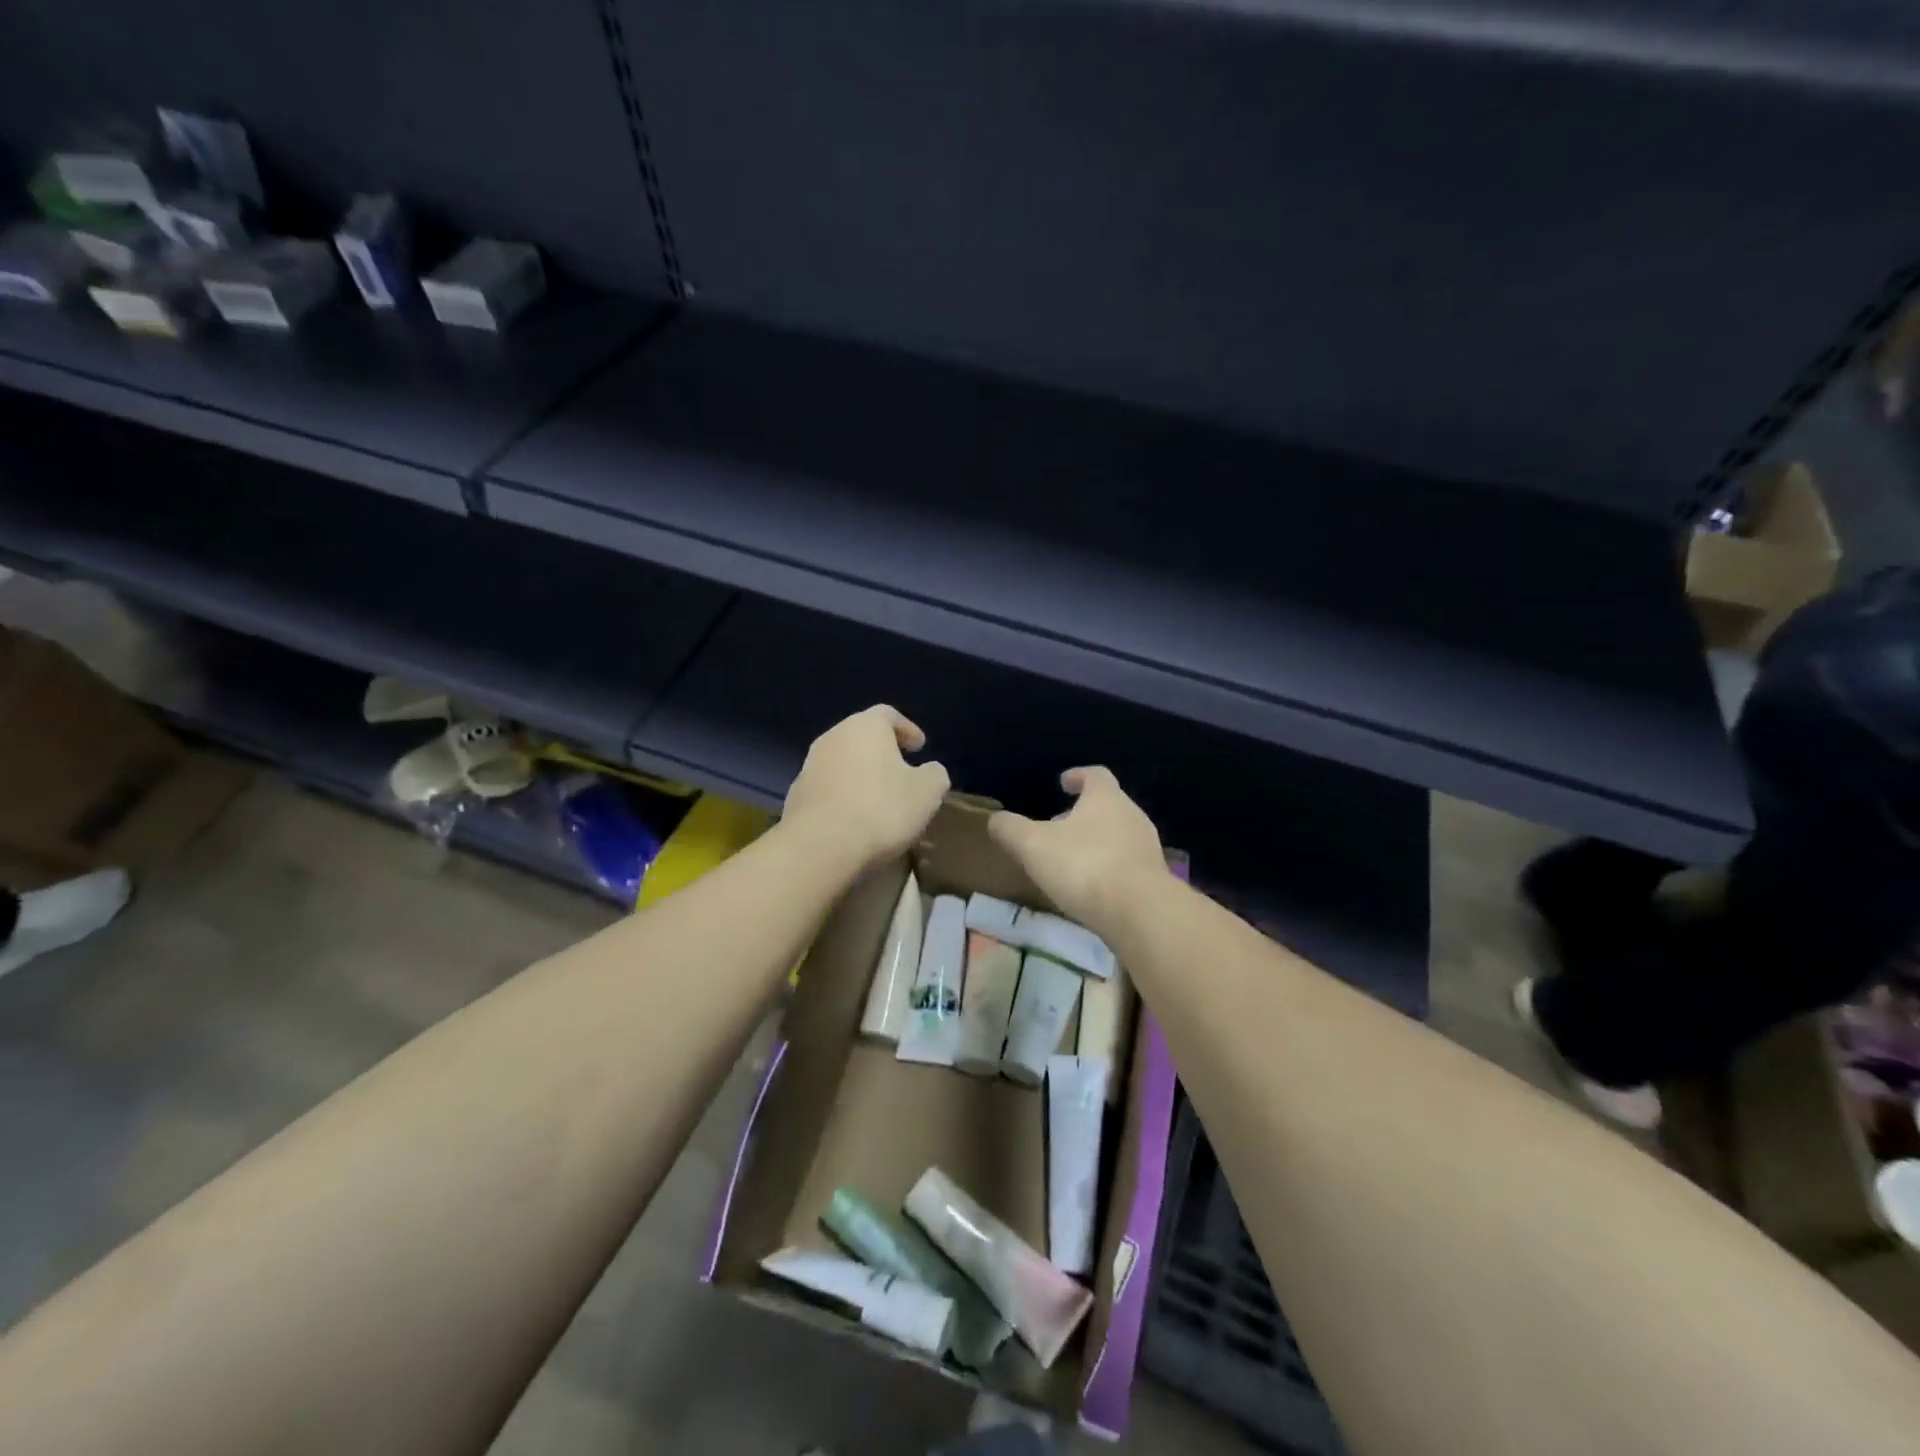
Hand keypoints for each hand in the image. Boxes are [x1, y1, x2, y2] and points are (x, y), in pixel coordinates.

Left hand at [782, 706, 950, 874]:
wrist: (820, 847)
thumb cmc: (881, 809)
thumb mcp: (927, 792)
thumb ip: (934, 774)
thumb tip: (930, 771)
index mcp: (865, 726)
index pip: (888, 715)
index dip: (907, 729)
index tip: (920, 747)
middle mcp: (833, 737)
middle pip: (861, 736)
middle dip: (882, 751)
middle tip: (901, 771)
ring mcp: (810, 766)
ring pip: (842, 762)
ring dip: (860, 774)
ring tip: (878, 798)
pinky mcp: (796, 796)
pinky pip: (828, 789)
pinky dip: (843, 796)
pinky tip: (855, 819)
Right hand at [987, 766, 1167, 929]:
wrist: (1139, 913)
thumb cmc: (1083, 866)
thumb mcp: (1033, 845)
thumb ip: (1011, 829)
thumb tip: (995, 820)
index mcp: (1106, 798)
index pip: (1095, 775)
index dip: (1077, 776)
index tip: (1063, 783)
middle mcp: (1132, 816)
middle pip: (1108, 806)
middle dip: (1083, 814)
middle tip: (1058, 827)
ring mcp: (1147, 849)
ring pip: (1118, 836)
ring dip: (1096, 843)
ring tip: (1071, 861)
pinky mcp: (1154, 880)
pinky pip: (1126, 865)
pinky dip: (1108, 869)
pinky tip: (1091, 888)